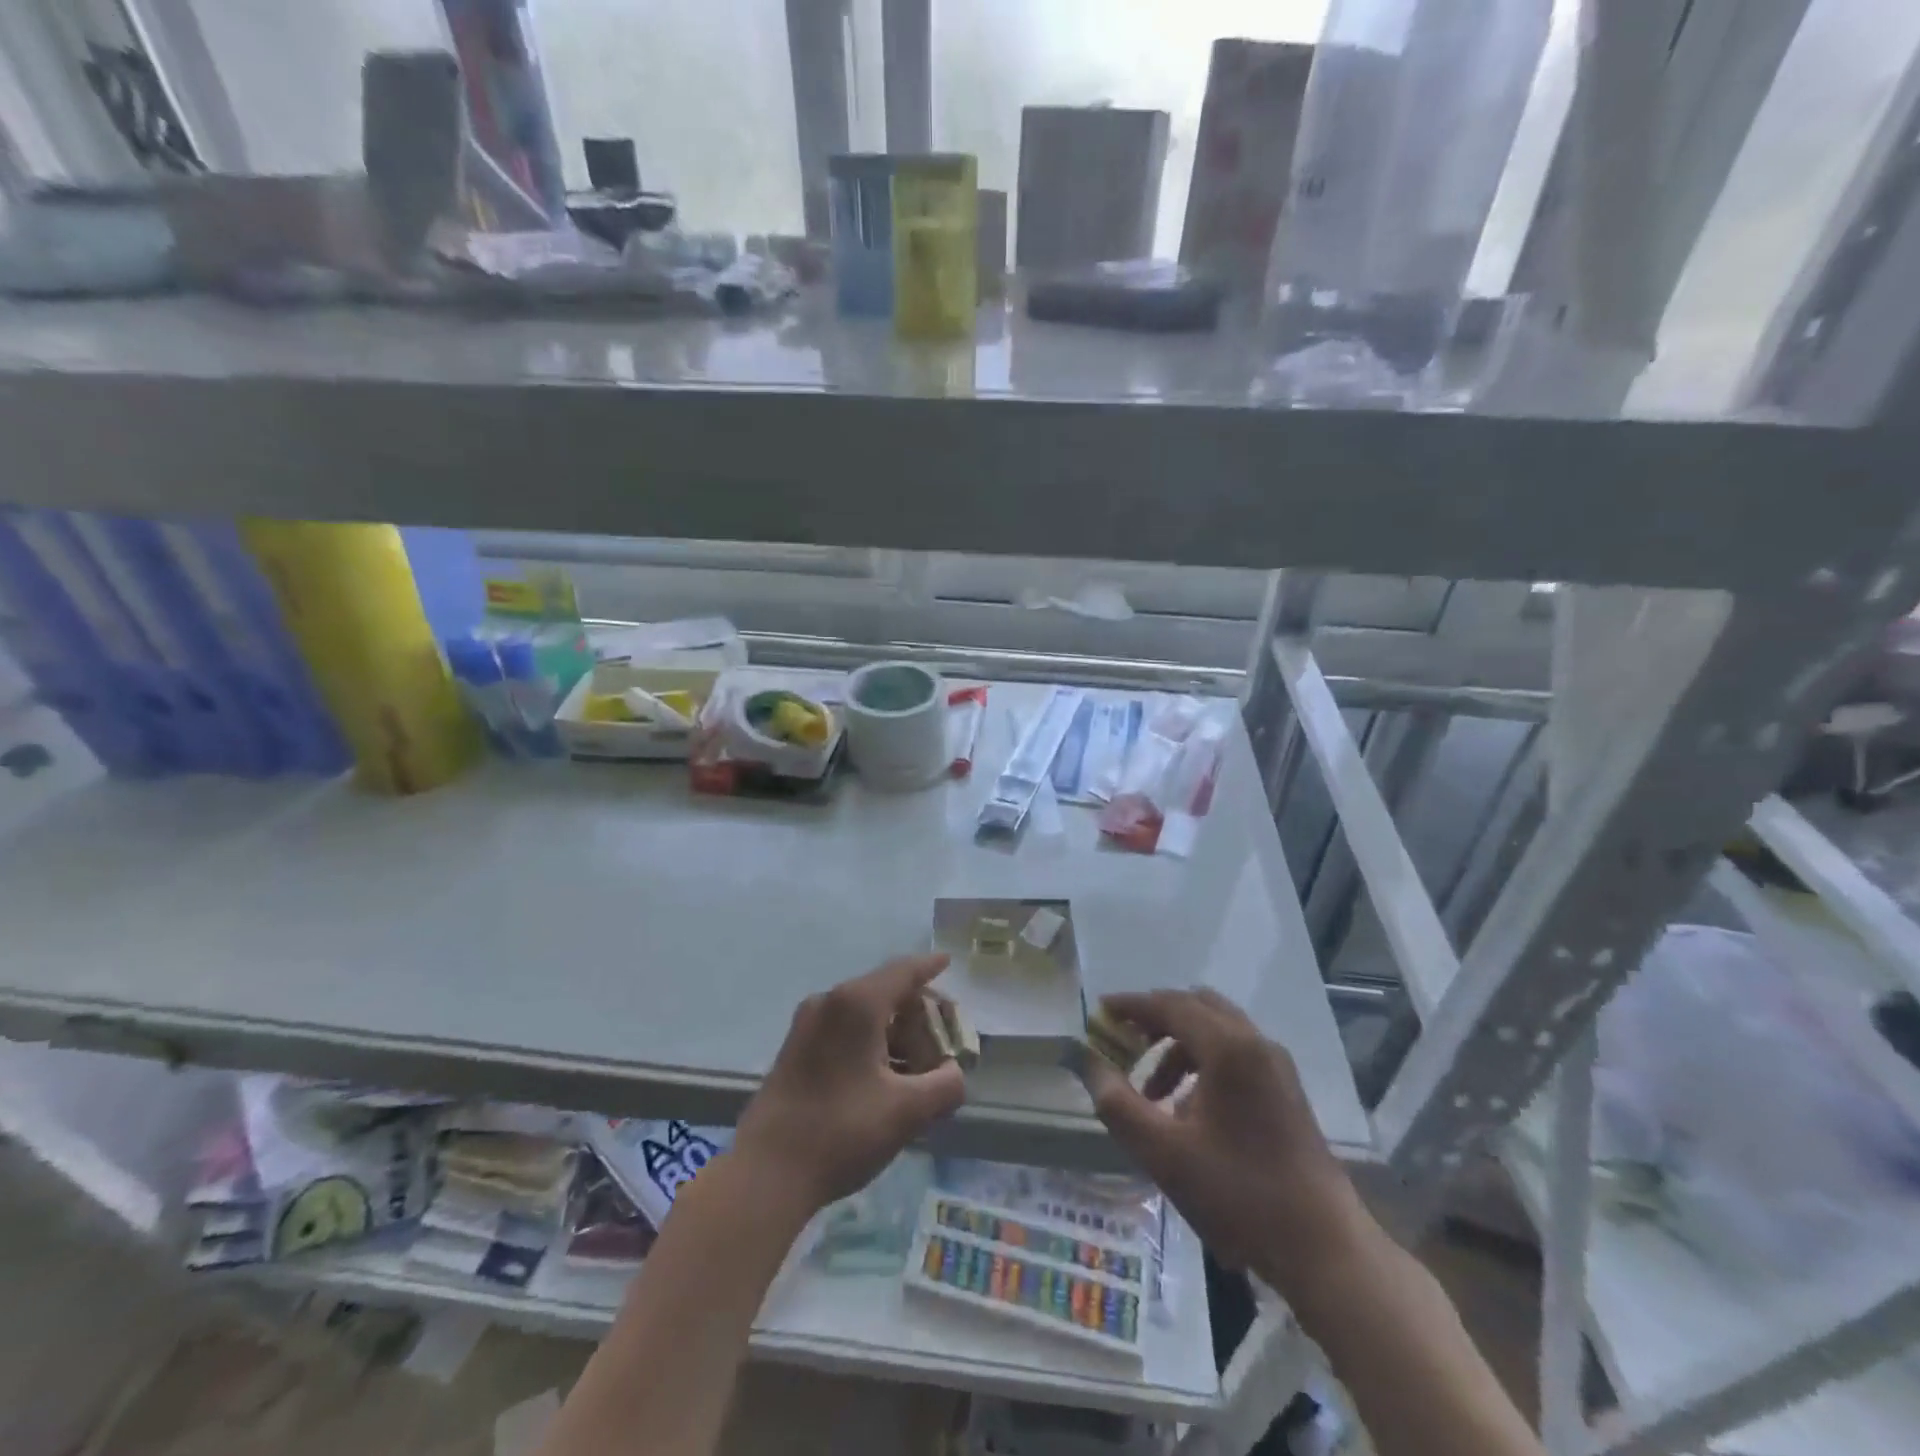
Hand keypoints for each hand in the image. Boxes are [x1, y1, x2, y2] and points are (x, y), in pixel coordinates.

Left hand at [733, 954, 966, 1216]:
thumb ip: (945, 1085)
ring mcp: (806, 1024)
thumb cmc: (841, 1132)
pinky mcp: (795, 1048)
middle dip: (916, 1011)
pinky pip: (843, 1029)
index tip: (947, 960)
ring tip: (917, 1066)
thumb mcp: (907, 1112)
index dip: (929, 966)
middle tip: (941, 1038)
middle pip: (884, 991)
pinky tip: (884, 1075)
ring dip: (893, 1031)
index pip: (903, 971)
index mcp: (857, 1003)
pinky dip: (870, 1041)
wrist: (765, 1173)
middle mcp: (829, 1001)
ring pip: (862, 1013)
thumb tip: (953, 1072)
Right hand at [1081, 988, 1371, 1298]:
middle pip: (1196, 1008)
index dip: (1131, 1005)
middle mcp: (1256, 1043)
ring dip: (1178, 1047)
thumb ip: (1119, 1104)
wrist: (1324, 1248)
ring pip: (1216, 1032)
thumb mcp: (1165, 1153)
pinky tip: (1188, 1112)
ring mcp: (1276, 1066)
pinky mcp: (1286, 1091)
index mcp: (1229, 1048)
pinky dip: (1203, 1064)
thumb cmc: (1240, 1195)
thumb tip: (1091, 1065)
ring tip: (1152, 1094)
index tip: (1100, 1012)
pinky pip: (1235, 1055)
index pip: (1170, 1005)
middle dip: (1156, 1020)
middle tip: (1124, 1044)